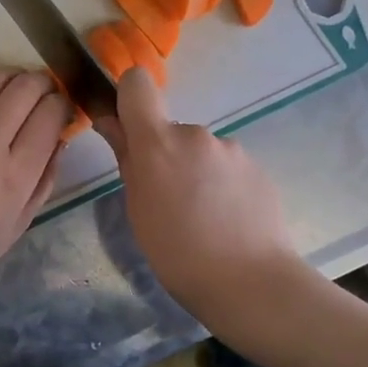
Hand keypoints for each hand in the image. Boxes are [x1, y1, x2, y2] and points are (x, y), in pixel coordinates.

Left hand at [0, 70, 68, 294]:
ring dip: (16, 78)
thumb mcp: (21, 222)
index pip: (49, 115)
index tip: (66, 110)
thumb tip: (59, 139)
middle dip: (45, 83)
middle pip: (25, 88)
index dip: (64, 105)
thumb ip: (45, 177)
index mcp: (15, 174)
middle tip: (50, 92)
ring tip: (24, 88)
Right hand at [95, 68, 298, 311]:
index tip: (128, 127)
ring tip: (203, 218)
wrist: (250, 282)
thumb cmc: (178, 253)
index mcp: (158, 142)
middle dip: (167, 155)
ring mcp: (231, 149)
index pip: (137, 84)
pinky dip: (222, 186)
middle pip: (171, 129)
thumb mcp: (138, 209)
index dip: (129, 97)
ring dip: (196, 172)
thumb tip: (110, 122)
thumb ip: (126, 158)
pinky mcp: (257, 168)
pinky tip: (227, 221)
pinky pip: (227, 167)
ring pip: (201, 151)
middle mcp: (196, 134)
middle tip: (169, 201)